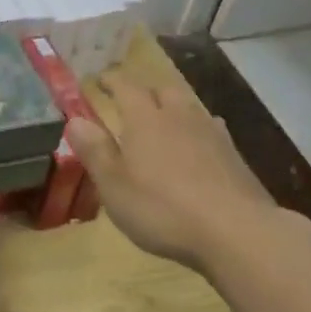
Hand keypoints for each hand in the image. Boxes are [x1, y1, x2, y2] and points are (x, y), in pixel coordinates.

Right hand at [68, 76, 281, 269]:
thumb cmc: (162, 208)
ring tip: (164, 123)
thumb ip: (95, 150)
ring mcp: (212, 133)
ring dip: (173, 109)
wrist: (235, 230)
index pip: (125, 86)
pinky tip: (197, 148)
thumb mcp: (114, 185)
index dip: (110, 81)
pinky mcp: (234, 154)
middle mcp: (179, 115)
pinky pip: (210, 129)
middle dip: (145, 92)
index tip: (99, 80)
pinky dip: (197, 131)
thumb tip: (75, 120)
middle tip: (131, 104)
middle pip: (162, 90)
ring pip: (189, 107)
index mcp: (145, 119)